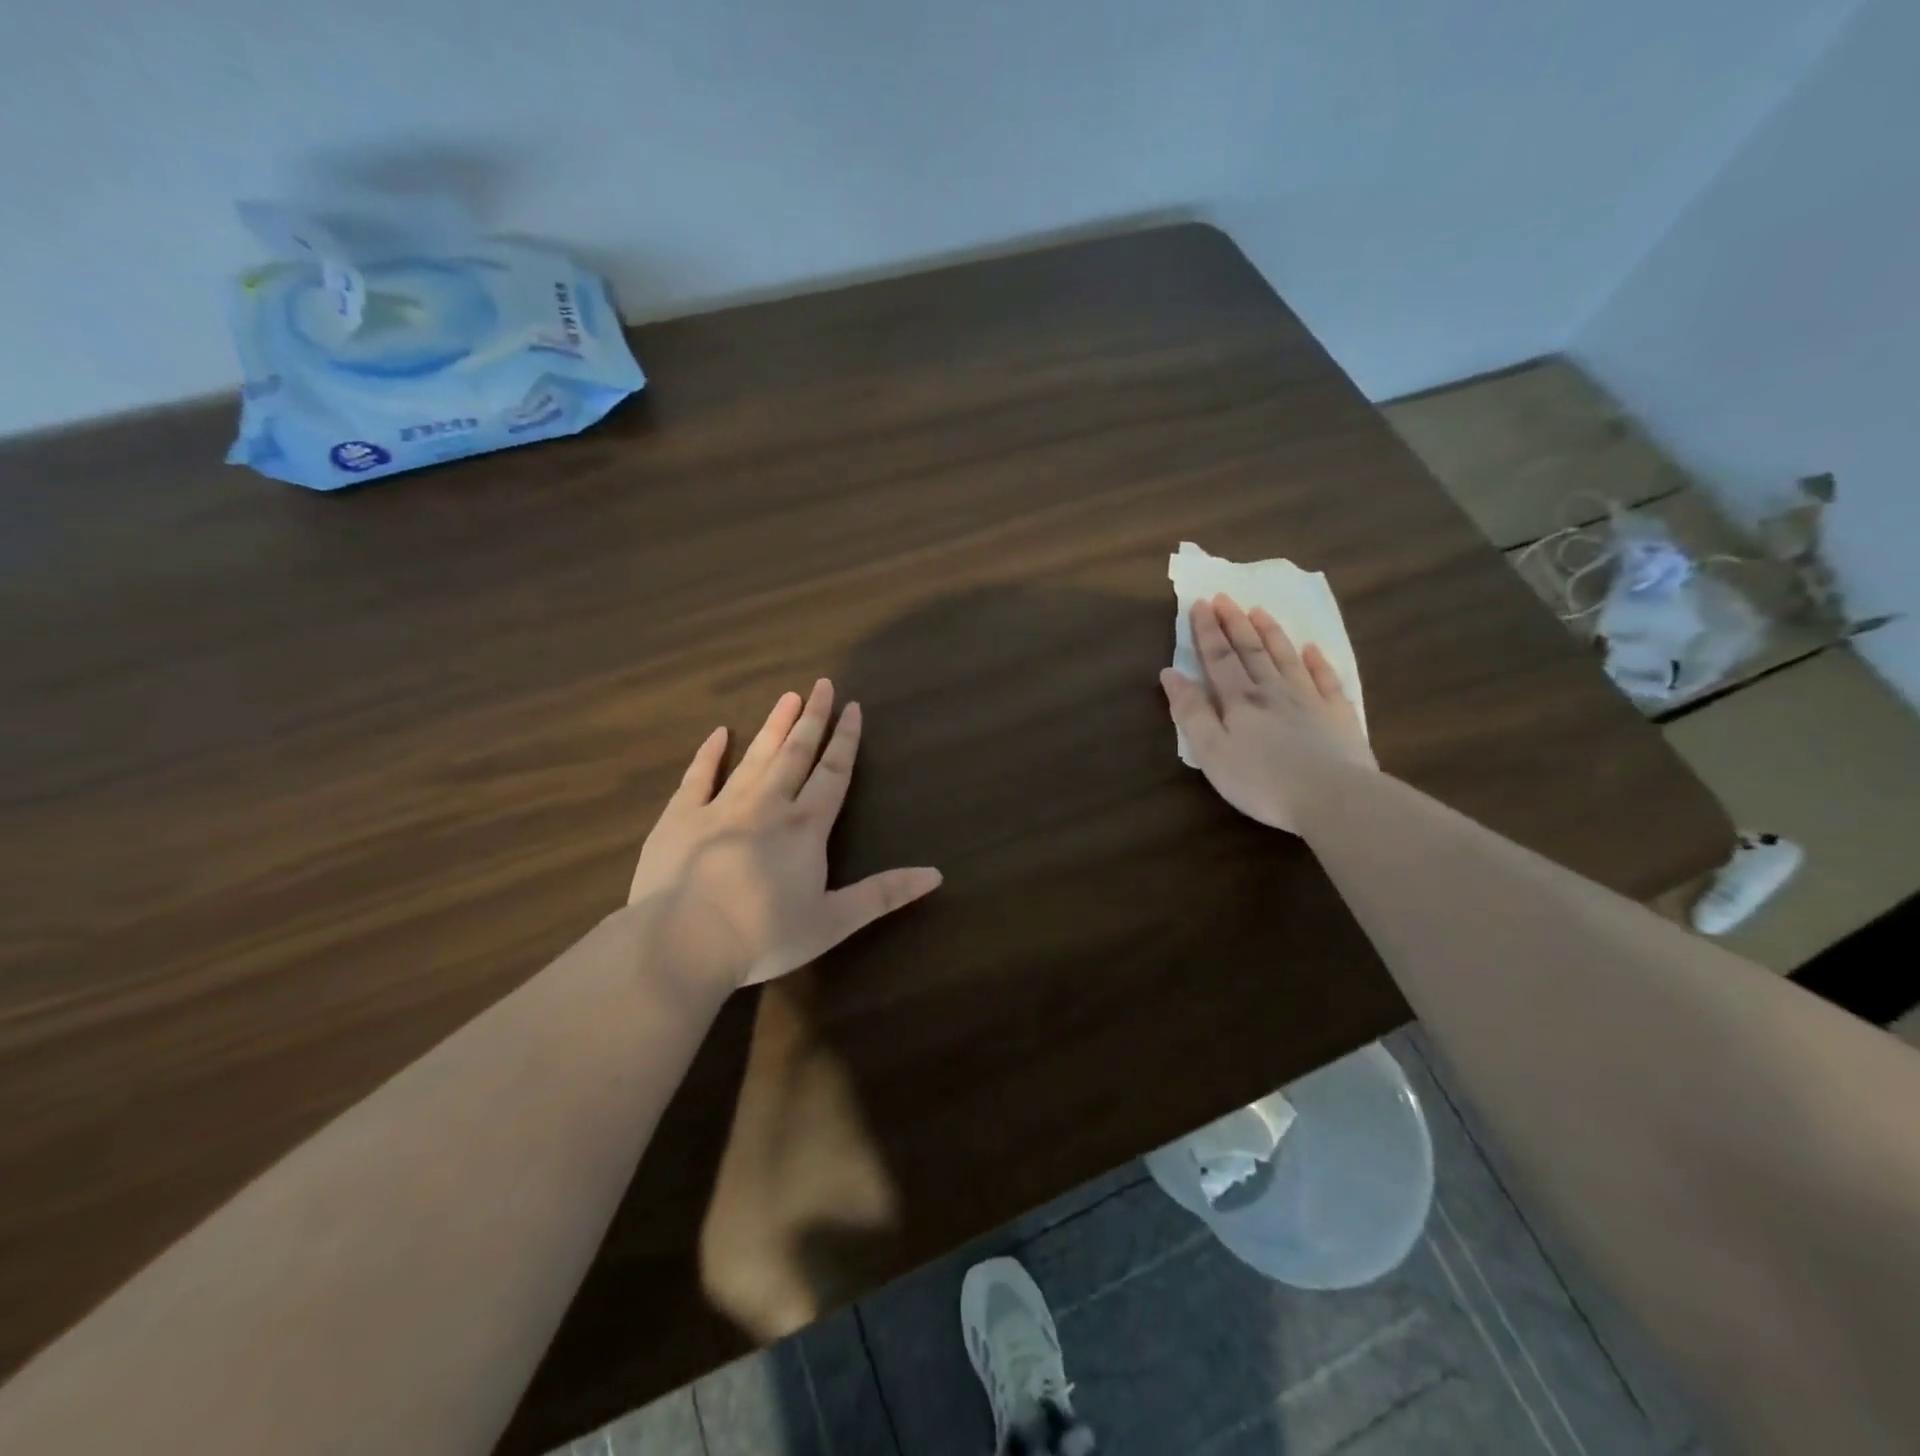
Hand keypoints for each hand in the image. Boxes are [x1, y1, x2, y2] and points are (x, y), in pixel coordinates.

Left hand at [628, 680, 942, 988]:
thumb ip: (884, 894)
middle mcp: (768, 805)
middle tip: (822, 685)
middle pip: (796, 753)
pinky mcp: (680, 817)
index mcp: (805, 827)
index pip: (833, 773)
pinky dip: (710, 753)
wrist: (684, 942)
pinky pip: (698, 776)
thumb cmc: (764, 935)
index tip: (853, 707)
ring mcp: (721, 807)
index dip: (845, 740)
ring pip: (755, 756)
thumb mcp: (834, 921)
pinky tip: (719, 733)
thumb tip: (936, 874)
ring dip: (773, 726)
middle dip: (812, 719)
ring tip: (788, 696)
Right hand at [1160, 594, 1375, 832]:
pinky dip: (1317, 662)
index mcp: (1240, 700)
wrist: (1333, 797)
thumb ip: (1191, 712)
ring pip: (1286, 658)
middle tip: (1225, 597)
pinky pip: (1326, 679)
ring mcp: (1310, 700)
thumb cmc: (1261, 781)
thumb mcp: (1211, 752)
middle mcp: (1273, 691)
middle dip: (1235, 623)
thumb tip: (1170, 674)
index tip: (1200, 604)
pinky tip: (1312, 649)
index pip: (1219, 657)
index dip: (1207, 631)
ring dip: (1271, 633)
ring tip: (1260, 611)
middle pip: (1251, 650)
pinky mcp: (1338, 716)